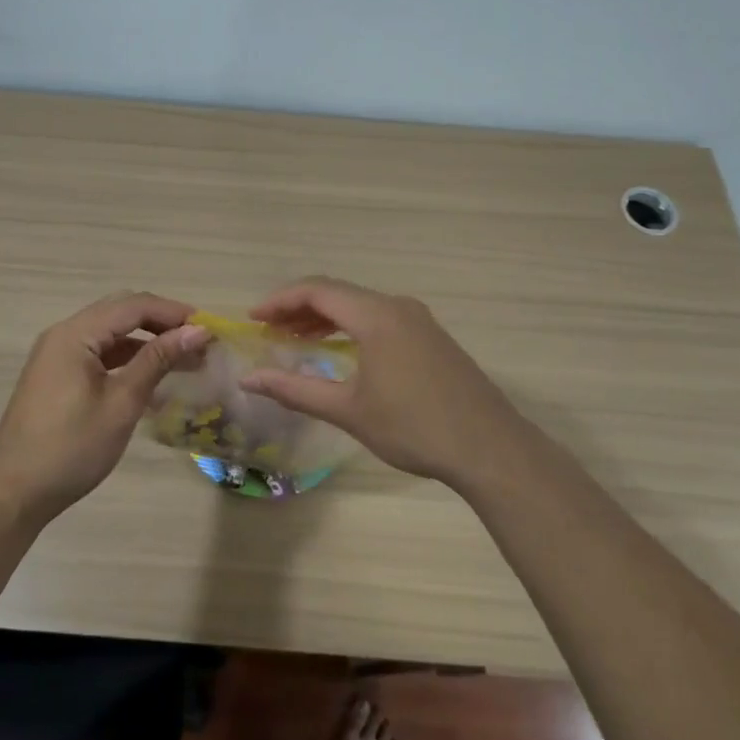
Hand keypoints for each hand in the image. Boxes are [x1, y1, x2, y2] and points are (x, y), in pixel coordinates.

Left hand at [0, 292, 210, 523]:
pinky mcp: (57, 376)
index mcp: (75, 334)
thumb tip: (196, 331)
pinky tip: (152, 378)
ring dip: (147, 341)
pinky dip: (127, 358)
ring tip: (184, 360)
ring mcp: (57, 355)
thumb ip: (157, 360)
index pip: (133, 306)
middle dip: (162, 322)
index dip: (174, 313)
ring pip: (110, 333)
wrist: (14, 494)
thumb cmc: (71, 448)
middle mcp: (63, 335)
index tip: (210, 329)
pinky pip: (99, 353)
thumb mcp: (121, 403)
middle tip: (199, 342)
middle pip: (121, 312)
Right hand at [240, 277, 532, 489]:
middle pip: (338, 293)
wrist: (490, 448)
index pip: (317, 291)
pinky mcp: (432, 337)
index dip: (280, 300)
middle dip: (299, 308)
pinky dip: (351, 326)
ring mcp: (419, 320)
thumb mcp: (348, 410)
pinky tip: (340, 350)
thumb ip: (295, 390)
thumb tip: (249, 380)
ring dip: (325, 318)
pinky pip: (380, 317)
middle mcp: (397, 306)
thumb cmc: (413, 427)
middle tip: (269, 330)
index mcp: (376, 316)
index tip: (253, 319)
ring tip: (296, 338)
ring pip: (360, 305)